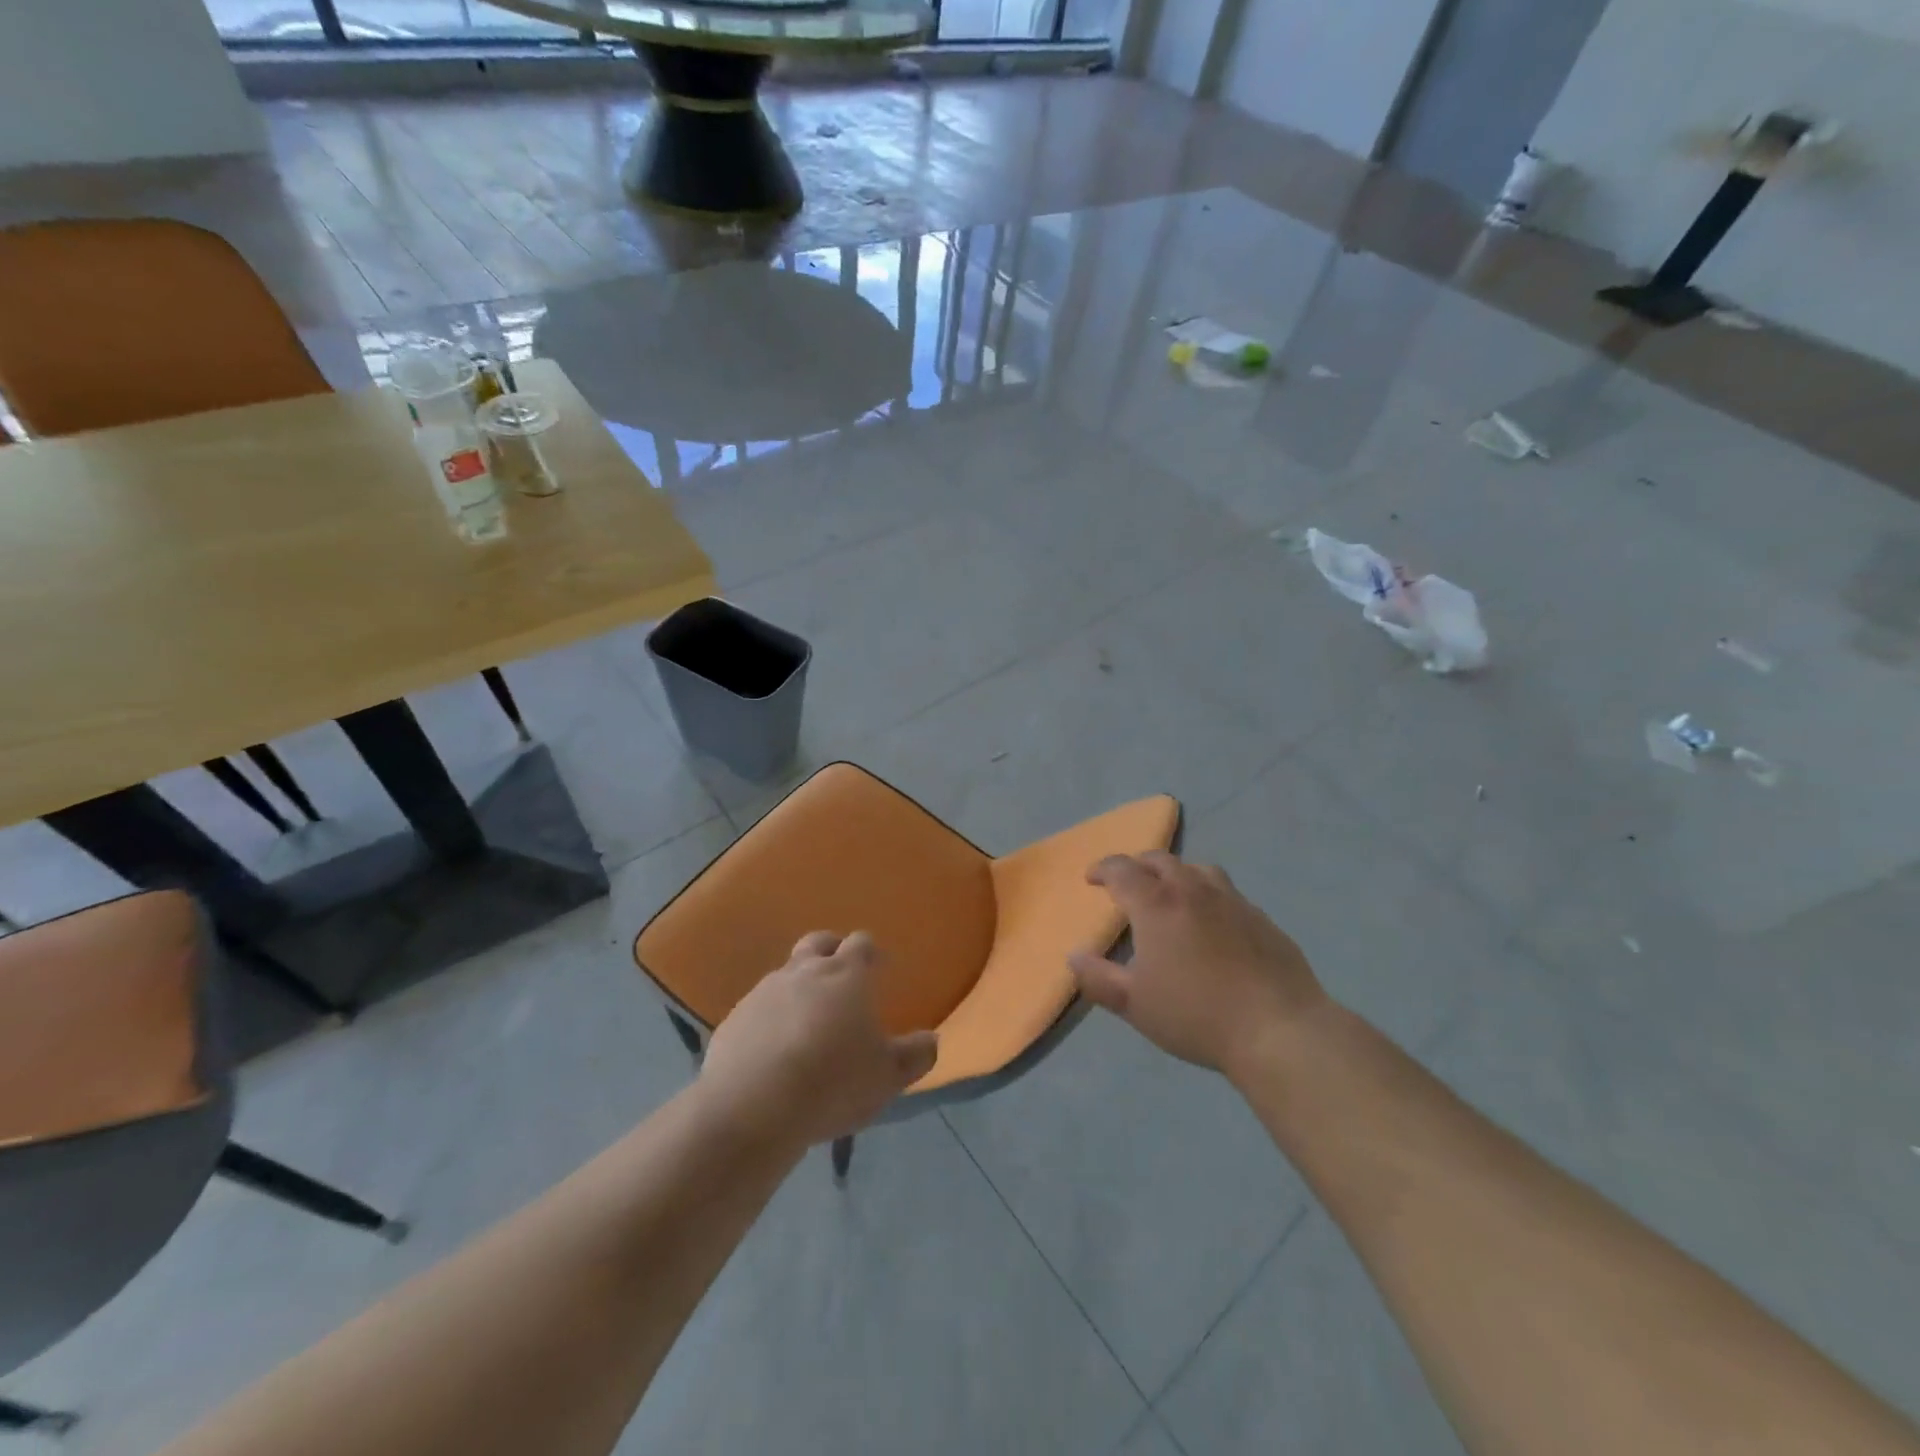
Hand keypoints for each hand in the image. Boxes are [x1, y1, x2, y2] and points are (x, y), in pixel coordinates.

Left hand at [700, 931, 937, 1151]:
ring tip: (806, 1022)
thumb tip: (931, 1040)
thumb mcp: (887, 1077)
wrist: (753, 1107)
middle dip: (831, 950)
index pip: (861, 943)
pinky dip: (769, 1018)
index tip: (878, 968)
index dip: (870, 952)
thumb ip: (915, 1055)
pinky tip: (773, 1050)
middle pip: (818, 942)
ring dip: (798, 987)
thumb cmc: (833, 1082)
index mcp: (847, 975)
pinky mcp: (734, 1019)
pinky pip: (757, 1008)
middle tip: (840, 976)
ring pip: (785, 974)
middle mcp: (804, 971)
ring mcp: (764, 992)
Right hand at [1070, 852, 1328, 1081]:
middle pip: (1160, 860)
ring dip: (1177, 873)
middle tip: (1128, 883)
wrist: (1278, 1029)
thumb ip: (1098, 978)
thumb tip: (1074, 956)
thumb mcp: (1134, 1004)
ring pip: (1198, 869)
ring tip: (1171, 893)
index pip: (1122, 870)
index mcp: (1156, 904)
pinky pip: (1227, 893)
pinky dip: (1209, 895)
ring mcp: (1232, 900)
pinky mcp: (1261, 918)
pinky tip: (1212, 922)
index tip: (1091, 879)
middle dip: (1138, 865)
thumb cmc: (1195, 1015)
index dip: (1103, 869)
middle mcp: (1193, 890)